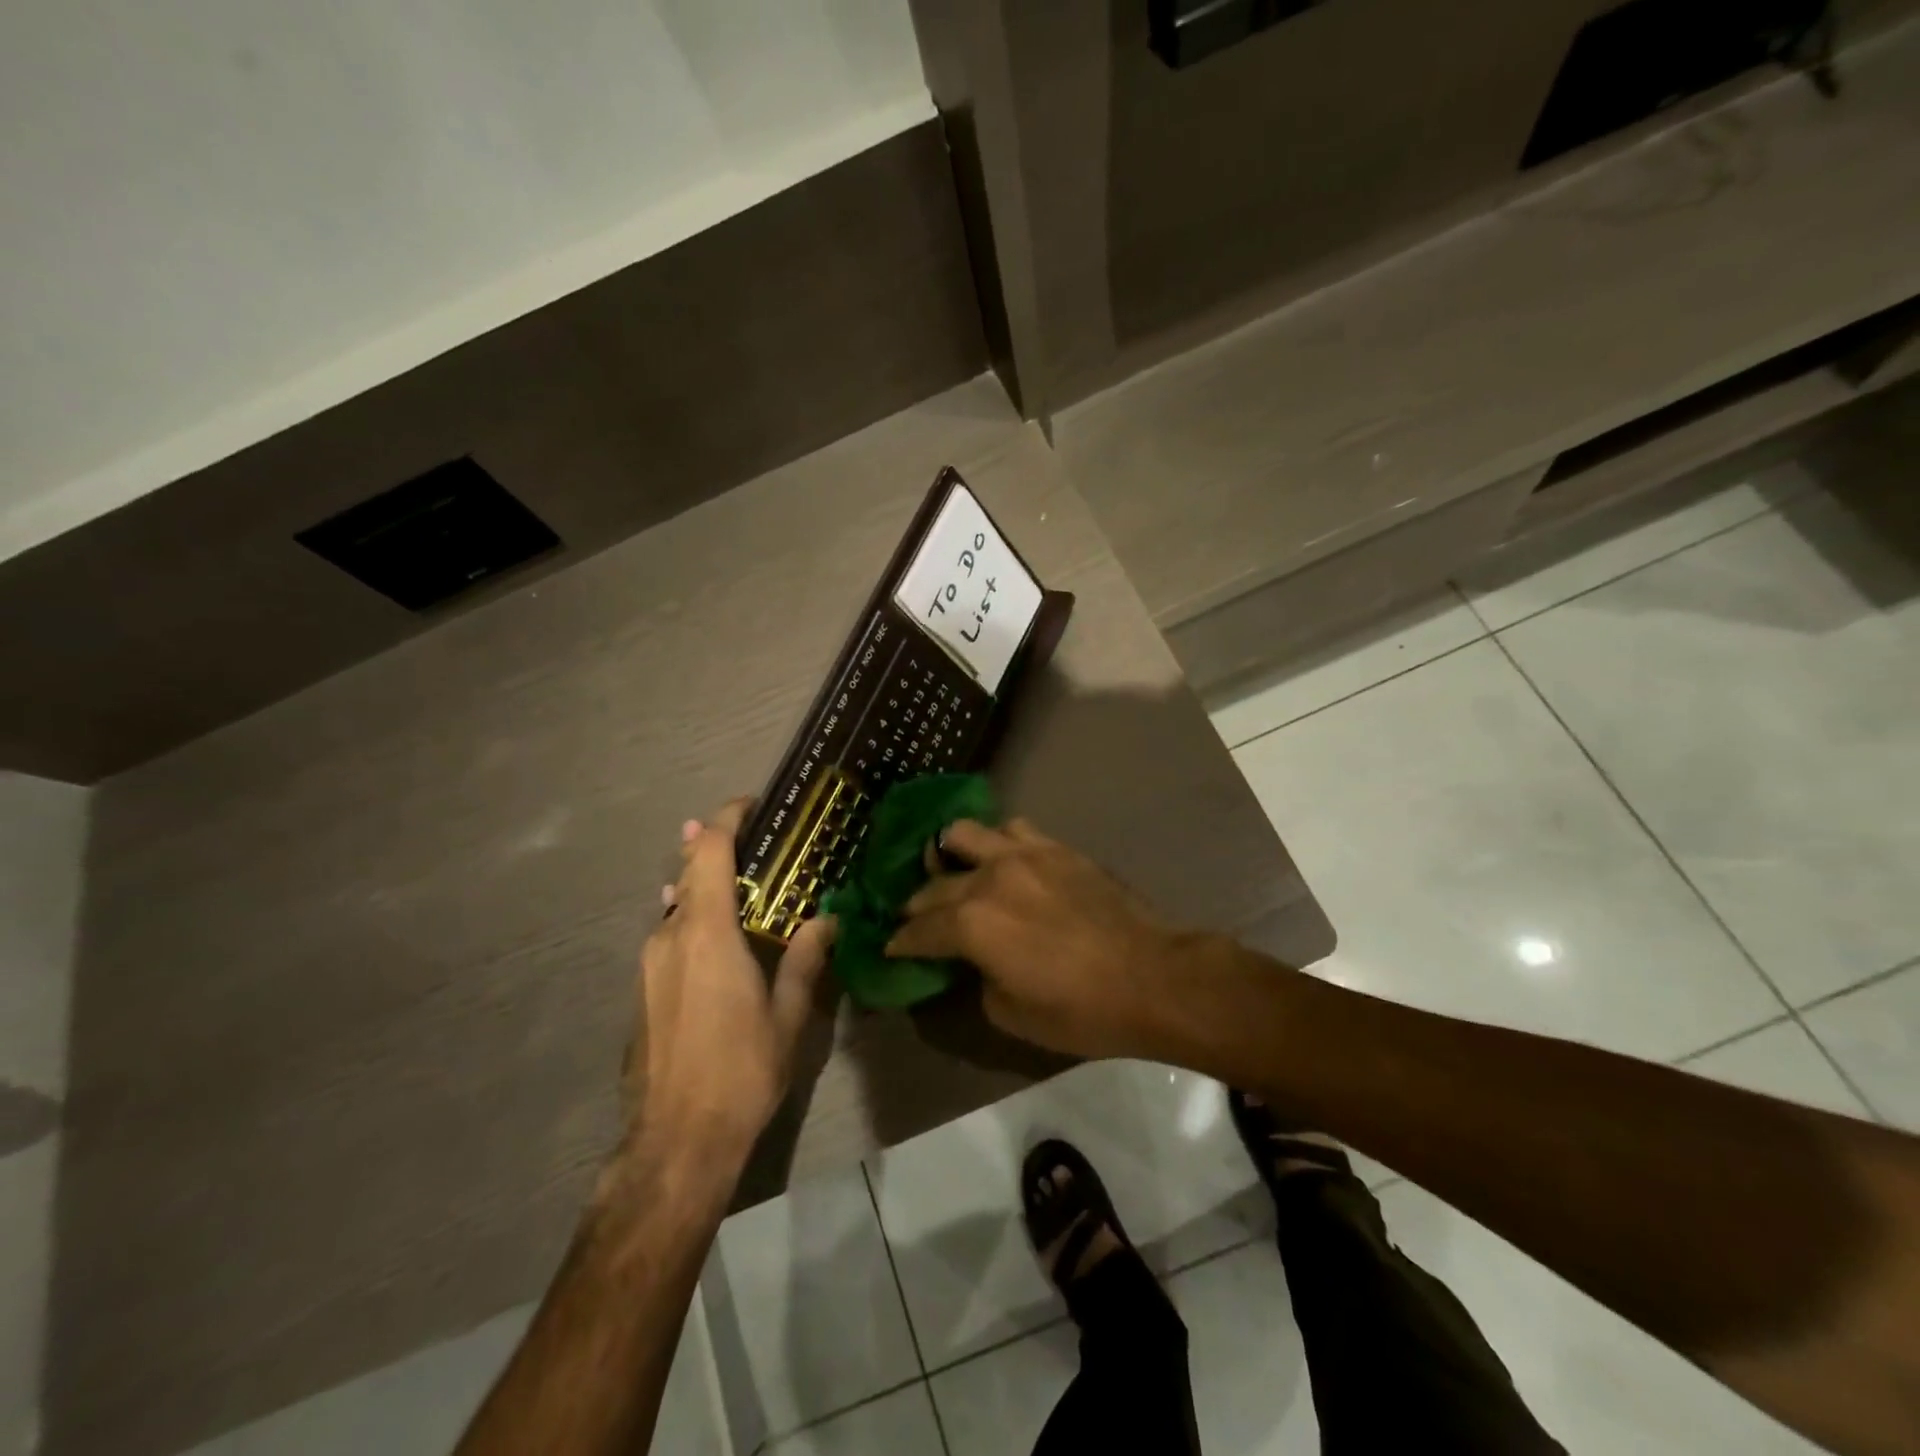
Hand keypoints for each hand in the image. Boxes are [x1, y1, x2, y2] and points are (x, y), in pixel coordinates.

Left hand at [625, 799, 834, 1173]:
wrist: (675, 1143)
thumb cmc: (740, 1071)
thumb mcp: (787, 1015)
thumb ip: (805, 959)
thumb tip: (827, 920)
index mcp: (707, 934)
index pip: (709, 854)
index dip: (727, 820)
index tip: (750, 804)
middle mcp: (669, 937)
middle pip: (687, 872)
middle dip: (714, 847)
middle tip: (755, 841)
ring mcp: (648, 965)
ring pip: (675, 906)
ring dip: (703, 886)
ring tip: (741, 887)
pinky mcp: (640, 991)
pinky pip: (668, 935)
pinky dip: (692, 919)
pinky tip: (716, 938)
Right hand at [886, 819, 1187, 1060]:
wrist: (1151, 977)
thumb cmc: (1080, 1010)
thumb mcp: (1011, 1013)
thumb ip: (978, 978)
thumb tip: (975, 960)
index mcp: (971, 924)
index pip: (919, 930)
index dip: (901, 942)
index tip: (891, 947)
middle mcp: (988, 878)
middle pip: (934, 885)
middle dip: (917, 905)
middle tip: (915, 920)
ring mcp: (1023, 855)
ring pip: (964, 833)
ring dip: (950, 855)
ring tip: (955, 872)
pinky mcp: (1054, 847)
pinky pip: (1012, 829)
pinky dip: (997, 843)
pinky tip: (1004, 861)